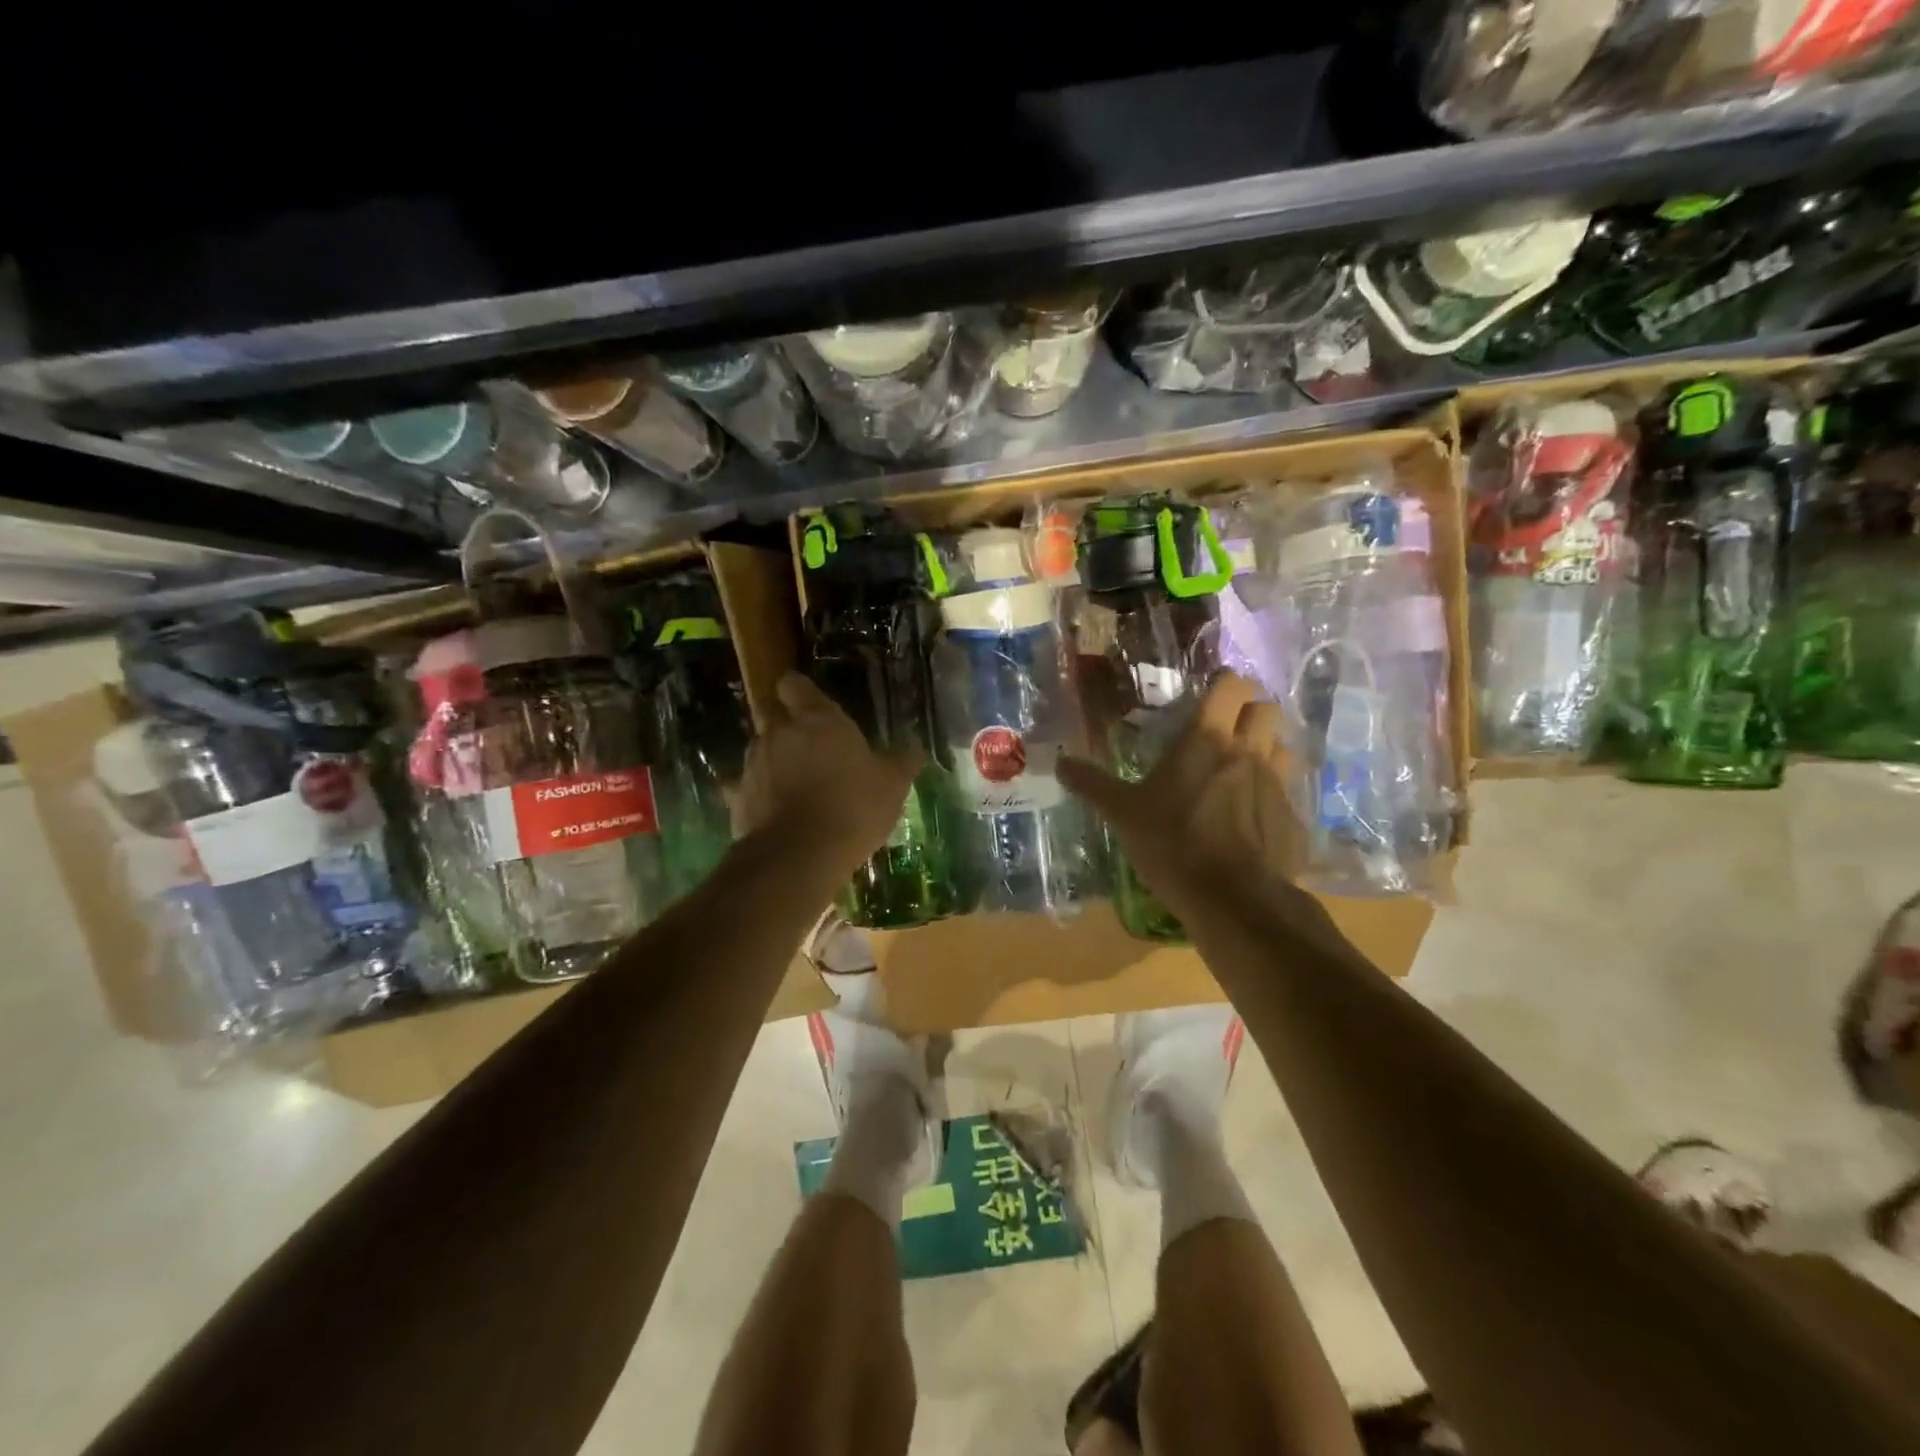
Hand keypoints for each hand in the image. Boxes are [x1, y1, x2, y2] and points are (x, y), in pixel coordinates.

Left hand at [731, 673, 923, 883]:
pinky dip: (762, 793)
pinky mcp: (738, 797)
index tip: (806, 700)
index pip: (795, 685)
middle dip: (784, 723)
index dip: (798, 690)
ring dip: (775, 759)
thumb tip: (915, 744)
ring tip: (795, 783)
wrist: (798, 856)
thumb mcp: (892, 785)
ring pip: (761, 750)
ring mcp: (754, 764)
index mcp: (817, 720)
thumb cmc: (852, 808)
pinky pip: (750, 786)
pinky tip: (777, 811)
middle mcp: (779, 732)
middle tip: (807, 744)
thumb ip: (902, 760)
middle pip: (771, 713)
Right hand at [1058, 673, 1309, 921]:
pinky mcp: (1294, 818)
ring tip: (1242, 769)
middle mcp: (1249, 751)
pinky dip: (1274, 793)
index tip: (1209, 694)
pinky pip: (1289, 791)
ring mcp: (1279, 784)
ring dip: (1267, 749)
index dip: (1225, 683)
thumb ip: (1092, 784)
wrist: (1232, 898)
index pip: (1232, 685)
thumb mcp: (1122, 814)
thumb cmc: (1172, 844)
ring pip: (1283, 746)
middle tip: (1225, 731)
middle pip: (1267, 708)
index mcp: (1208, 740)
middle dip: (1250, 712)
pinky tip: (1254, 815)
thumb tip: (1060, 763)